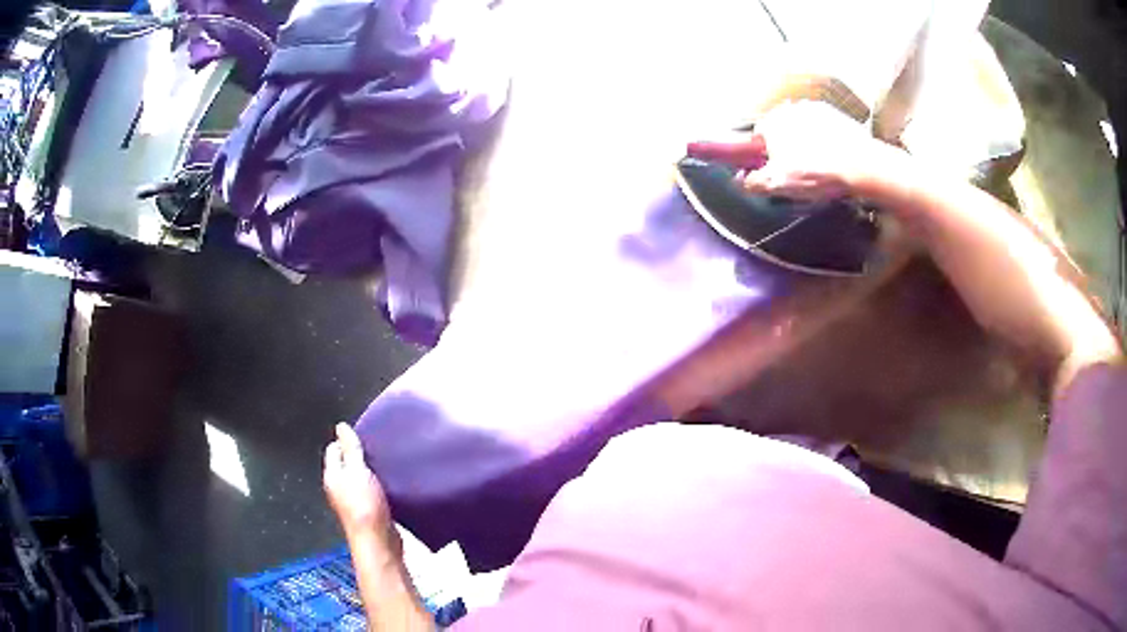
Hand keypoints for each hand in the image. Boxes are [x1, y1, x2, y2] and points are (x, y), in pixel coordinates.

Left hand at [324, 423, 394, 544]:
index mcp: (333, 476)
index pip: (334, 450)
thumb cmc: (364, 505)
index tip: (364, 434)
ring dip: (371, 471)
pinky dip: (380, 486)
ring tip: (387, 462)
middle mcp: (339, 488)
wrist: (378, 541)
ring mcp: (354, 502)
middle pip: (346, 464)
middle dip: (360, 455)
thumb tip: (341, 426)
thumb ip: (350, 449)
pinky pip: (372, 492)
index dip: (346, 440)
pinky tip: (392, 483)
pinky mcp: (370, 512)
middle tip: (378, 447)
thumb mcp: (357, 471)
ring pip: (360, 479)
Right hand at [688, 101, 901, 201]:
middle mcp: (791, 108)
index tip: (773, 172)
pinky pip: (824, 128)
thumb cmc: (816, 174)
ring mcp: (817, 109)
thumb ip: (753, 181)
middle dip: (785, 146)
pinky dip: (826, 140)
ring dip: (806, 142)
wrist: (863, 167)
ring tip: (820, 167)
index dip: (763, 156)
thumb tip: (740, 180)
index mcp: (772, 122)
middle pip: (781, 130)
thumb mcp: (778, 184)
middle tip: (798, 172)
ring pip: (803, 128)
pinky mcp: (839, 115)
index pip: (757, 137)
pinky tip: (834, 158)